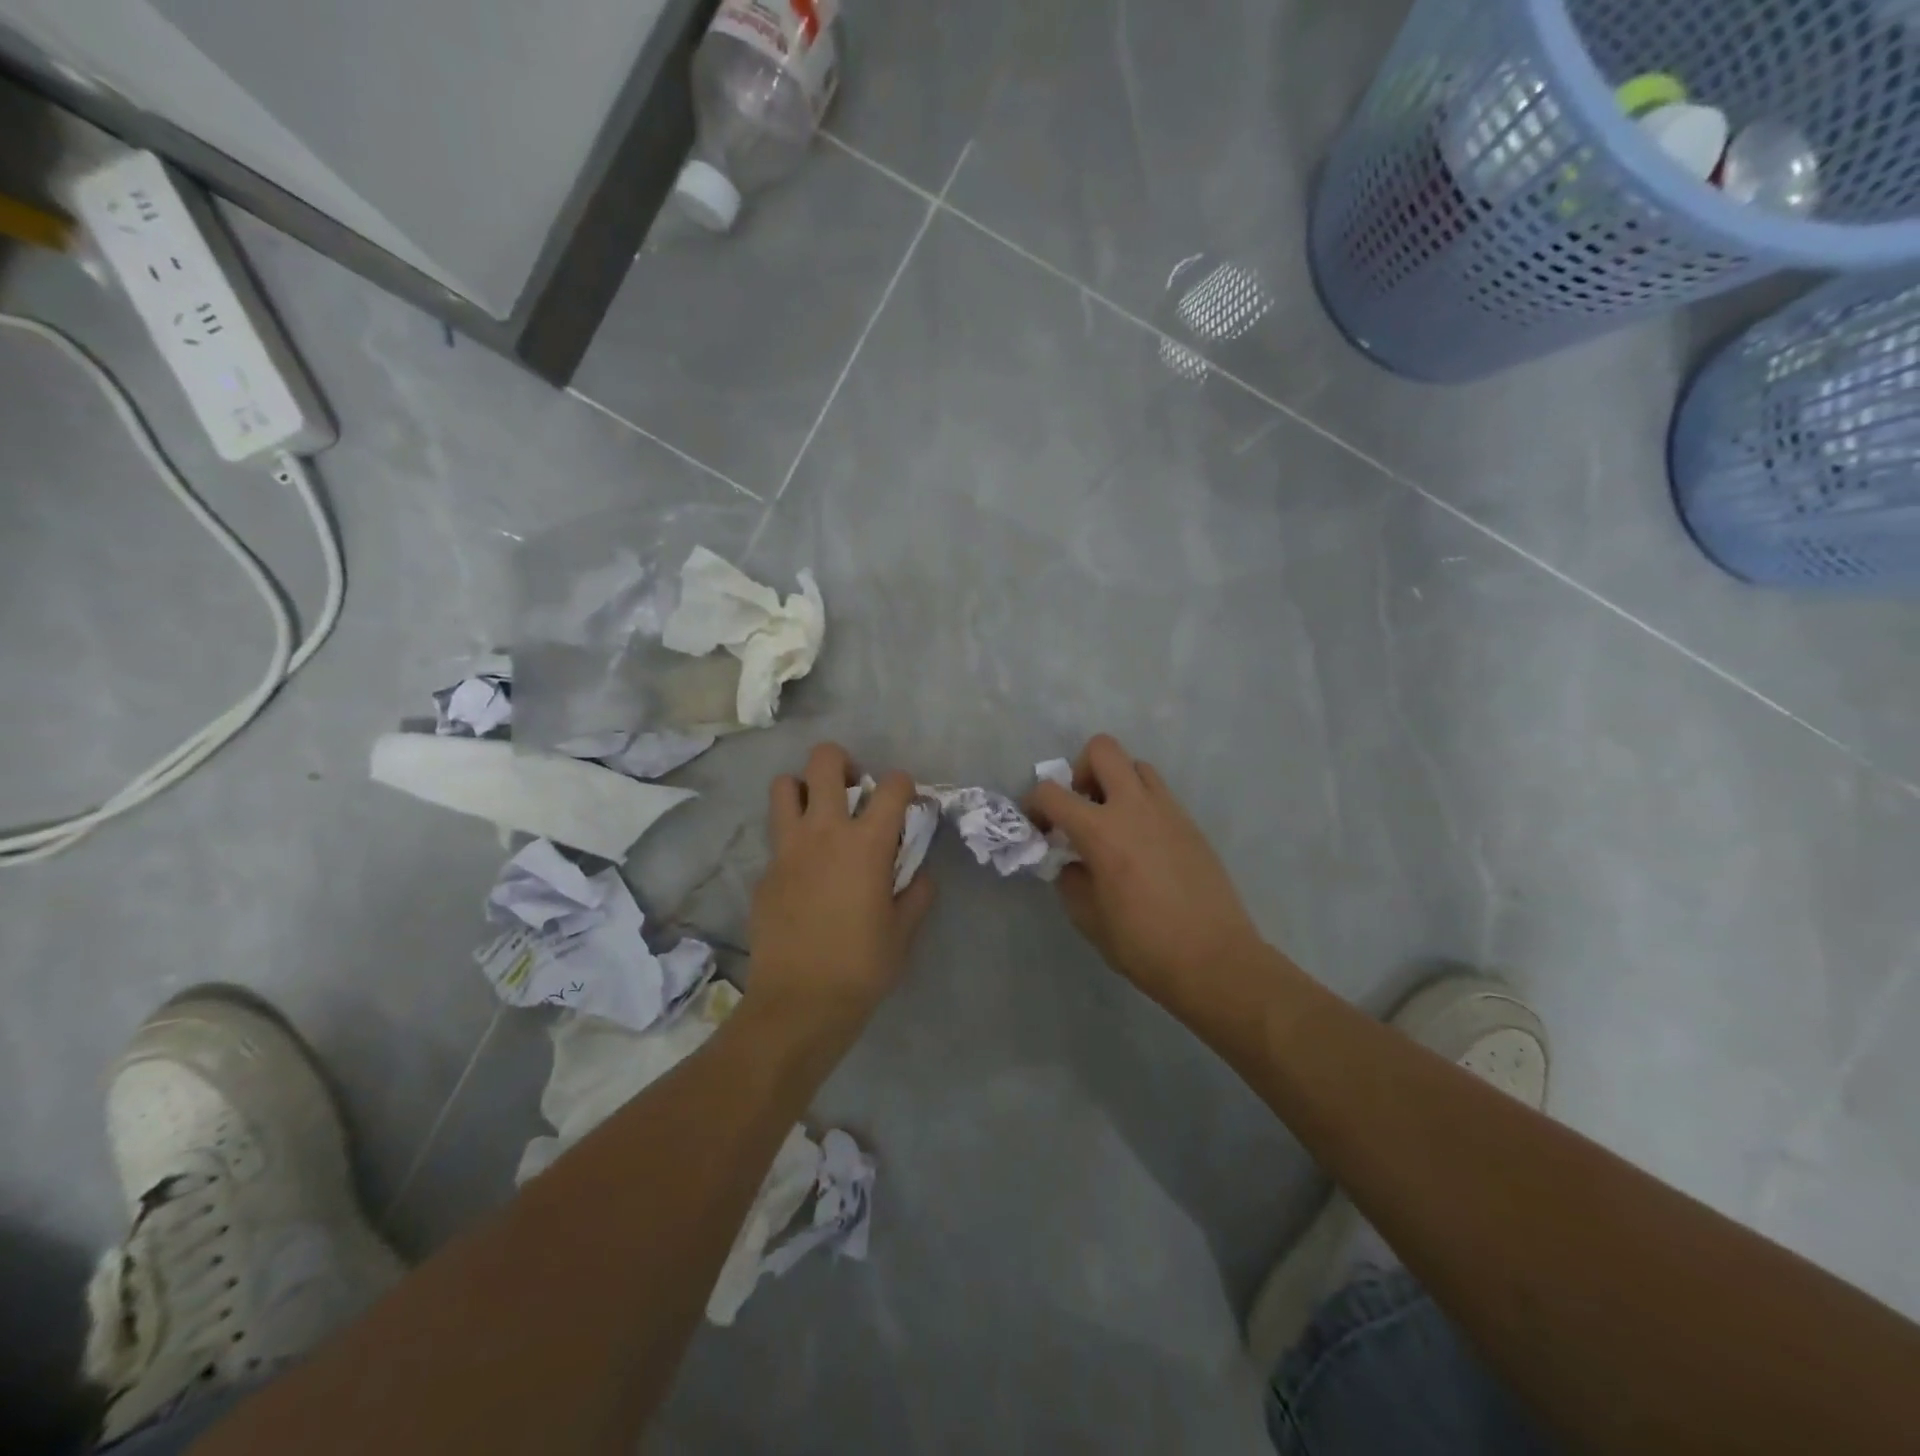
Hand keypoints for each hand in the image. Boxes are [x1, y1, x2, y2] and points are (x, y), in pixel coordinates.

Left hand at [749, 743, 934, 1033]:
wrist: (799, 1003)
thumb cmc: (861, 966)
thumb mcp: (904, 931)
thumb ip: (917, 892)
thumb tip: (920, 873)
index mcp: (867, 843)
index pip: (892, 785)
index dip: (905, 785)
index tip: (908, 805)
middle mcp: (824, 831)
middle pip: (824, 761)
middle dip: (843, 763)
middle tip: (854, 790)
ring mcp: (787, 848)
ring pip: (783, 786)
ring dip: (804, 789)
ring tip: (820, 815)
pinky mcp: (765, 871)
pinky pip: (776, 835)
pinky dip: (792, 837)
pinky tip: (804, 869)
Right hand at [1027, 734, 1263, 1003]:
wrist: (1215, 960)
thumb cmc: (1144, 945)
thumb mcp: (1088, 918)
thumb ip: (1071, 880)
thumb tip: (1072, 862)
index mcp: (1101, 831)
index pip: (1052, 793)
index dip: (1033, 804)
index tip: (1037, 827)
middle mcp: (1134, 807)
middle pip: (1102, 749)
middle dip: (1080, 770)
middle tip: (1080, 807)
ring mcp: (1168, 811)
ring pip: (1136, 766)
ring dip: (1115, 783)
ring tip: (1112, 823)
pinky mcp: (1191, 824)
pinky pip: (1159, 794)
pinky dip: (1141, 804)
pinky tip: (1141, 845)